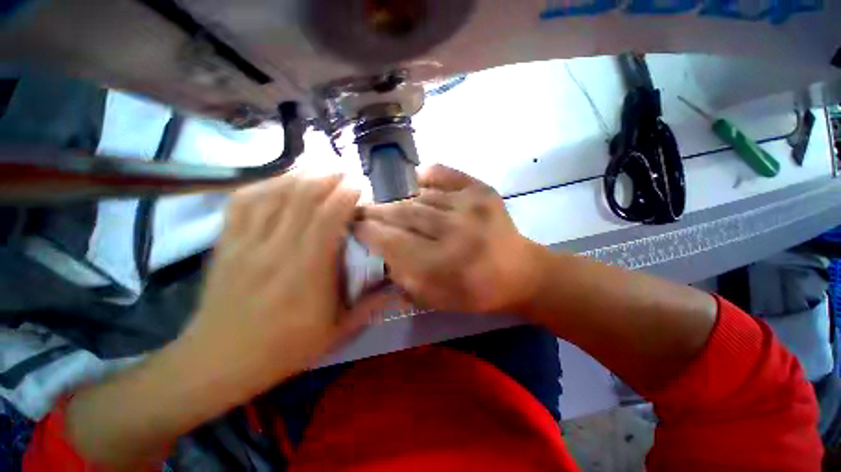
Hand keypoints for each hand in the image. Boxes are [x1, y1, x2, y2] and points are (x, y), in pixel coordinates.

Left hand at [179, 173, 388, 397]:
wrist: (219, 360)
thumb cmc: (284, 348)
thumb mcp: (336, 333)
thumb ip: (370, 307)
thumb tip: (399, 289)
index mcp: (307, 272)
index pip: (328, 219)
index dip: (345, 195)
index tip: (360, 185)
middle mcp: (276, 250)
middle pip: (302, 198)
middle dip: (328, 178)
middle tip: (345, 172)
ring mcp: (247, 243)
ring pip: (274, 193)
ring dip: (301, 176)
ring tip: (320, 170)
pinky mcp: (227, 242)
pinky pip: (244, 201)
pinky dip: (266, 184)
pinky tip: (282, 182)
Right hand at [355, 165, 542, 313]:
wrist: (520, 272)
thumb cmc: (476, 291)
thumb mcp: (436, 299)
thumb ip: (404, 277)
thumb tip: (381, 250)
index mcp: (443, 263)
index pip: (392, 241)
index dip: (369, 231)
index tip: (354, 225)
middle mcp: (455, 230)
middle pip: (403, 213)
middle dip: (377, 211)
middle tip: (362, 210)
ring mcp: (470, 205)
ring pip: (420, 196)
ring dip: (399, 200)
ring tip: (389, 204)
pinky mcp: (482, 190)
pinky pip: (445, 174)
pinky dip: (427, 176)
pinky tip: (417, 182)